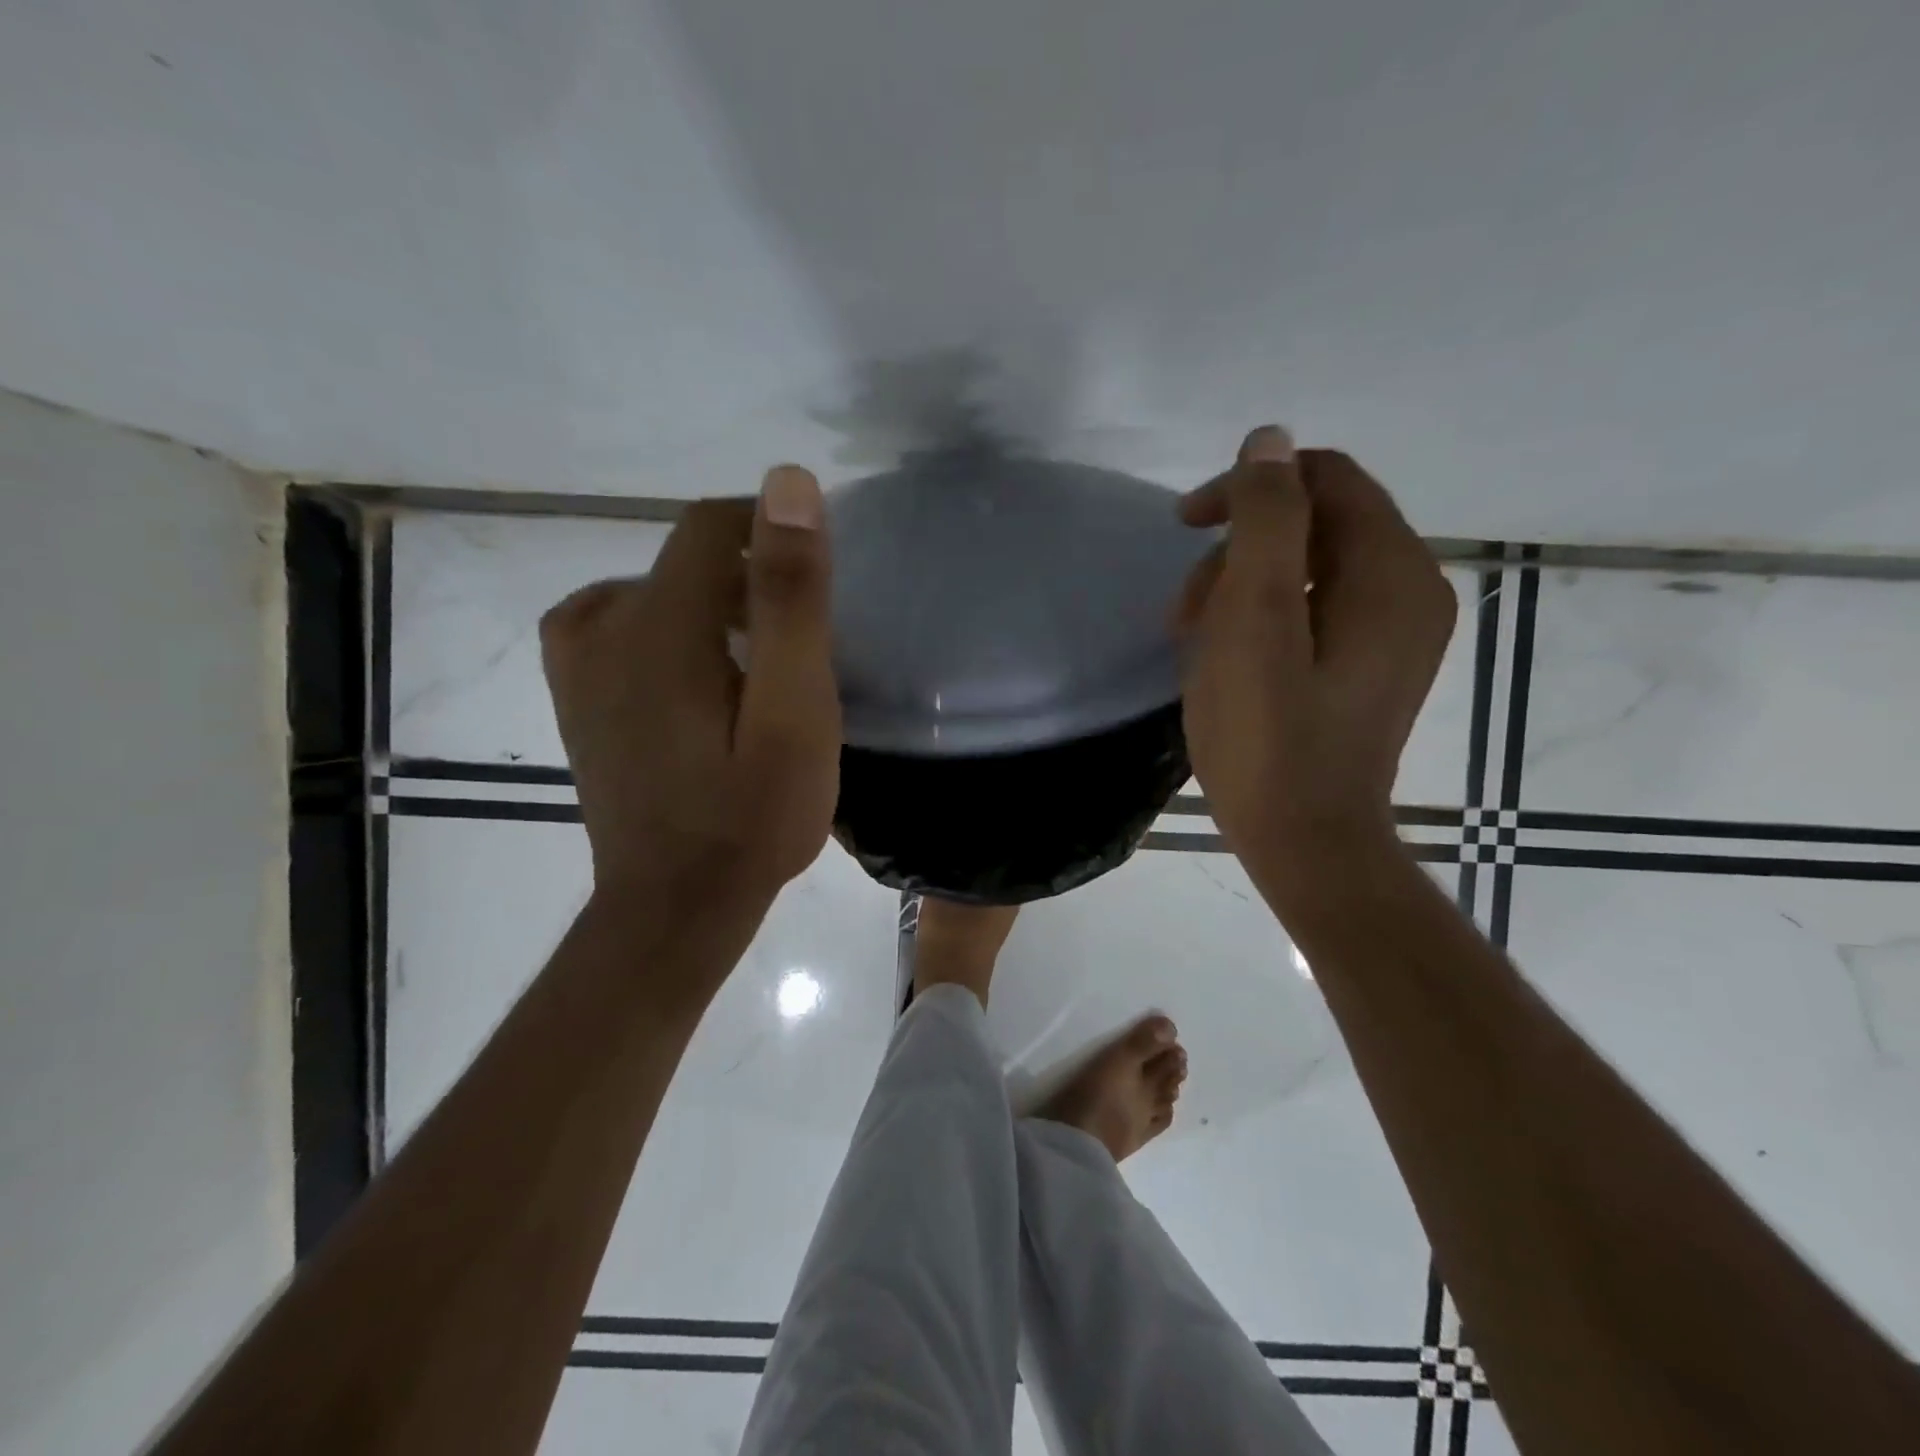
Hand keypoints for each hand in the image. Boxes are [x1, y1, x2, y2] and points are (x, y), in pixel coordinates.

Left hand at [540, 467, 840, 911]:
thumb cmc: (752, 818)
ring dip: (709, 609)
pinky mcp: (574, 694)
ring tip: (754, 668)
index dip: (768, 530)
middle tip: (796, 650)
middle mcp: (600, 625)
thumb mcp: (794, 711)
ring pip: (654, 590)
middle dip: (746, 584)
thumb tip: (788, 484)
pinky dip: (666, 631)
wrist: (674, 907)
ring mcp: (576, 662)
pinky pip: (619, 622)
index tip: (815, 575)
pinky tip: (694, 677)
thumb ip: (789, 599)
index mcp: (657, 624)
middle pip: (683, 561)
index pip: (709, 524)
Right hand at [1173, 426, 1455, 893]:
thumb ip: (1266, 522)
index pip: (1323, 478)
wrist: (1306, 843)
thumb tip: (1270, 440)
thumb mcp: (1254, 620)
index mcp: (1392, 571)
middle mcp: (1410, 590)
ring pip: (1308, 567)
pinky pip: (1314, 608)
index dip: (1248, 489)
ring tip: (1193, 639)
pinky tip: (1227, 657)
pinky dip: (1264, 617)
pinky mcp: (1369, 665)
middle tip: (1184, 611)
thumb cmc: (1269, 737)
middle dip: (1237, 550)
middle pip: (1314, 522)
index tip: (1184, 527)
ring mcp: (1394, 633)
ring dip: (1241, 587)